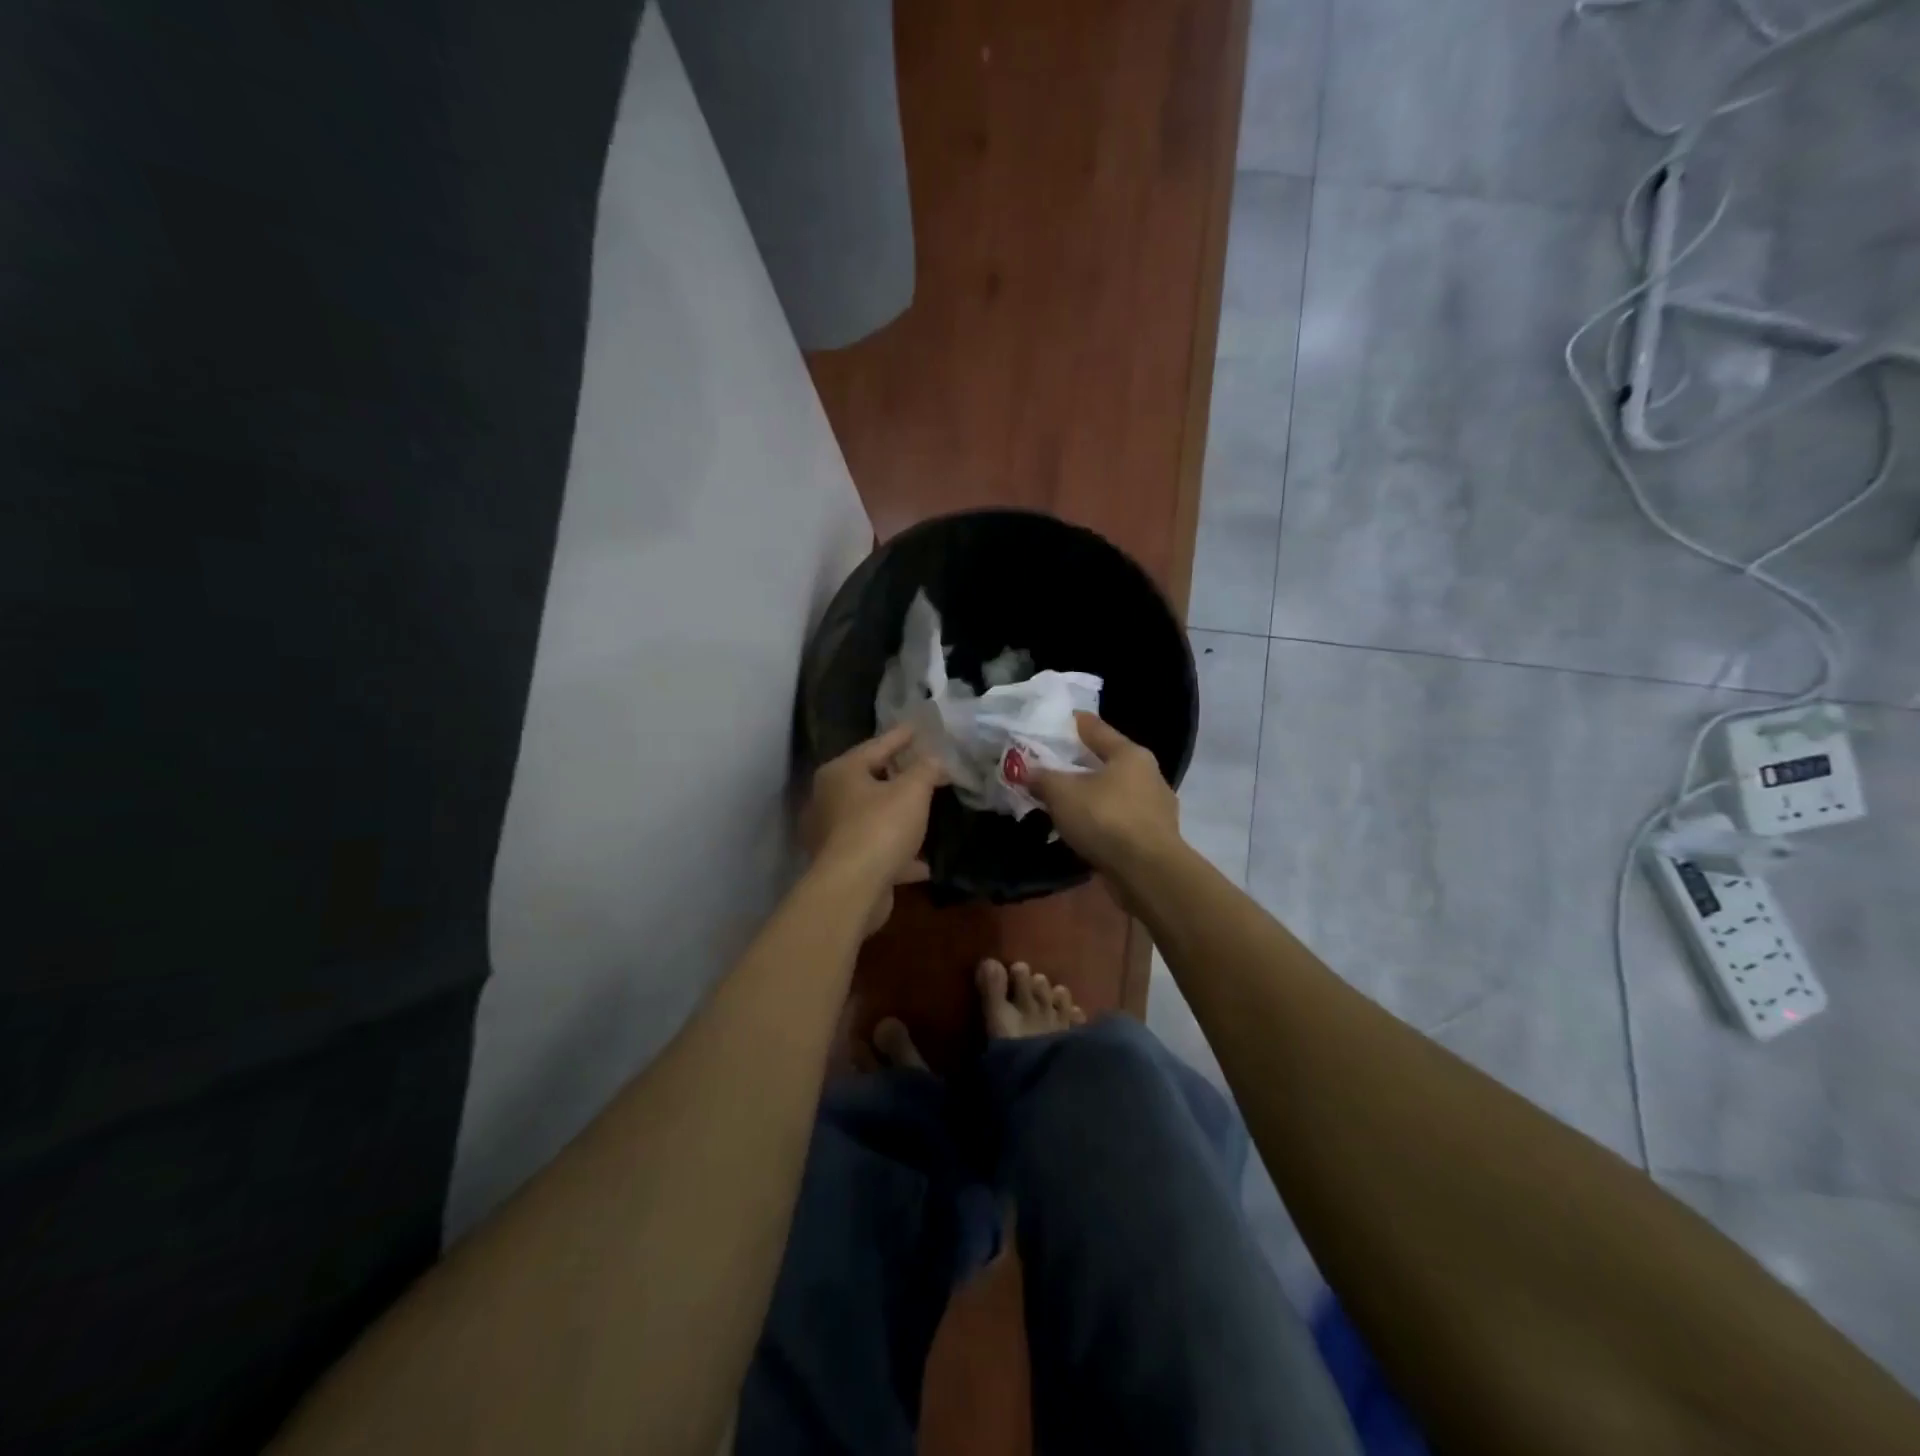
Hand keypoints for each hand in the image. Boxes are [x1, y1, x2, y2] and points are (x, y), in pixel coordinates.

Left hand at [803, 724, 946, 936]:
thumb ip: (926, 769)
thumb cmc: (880, 827)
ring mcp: (834, 835)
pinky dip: (900, 854)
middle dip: (899, 776)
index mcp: (841, 773)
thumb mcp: (912, 790)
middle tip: (925, 768)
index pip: (876, 746)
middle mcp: (830, 800)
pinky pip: (878, 851)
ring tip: (926, 812)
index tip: (919, 728)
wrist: (853, 889)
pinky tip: (925, 863)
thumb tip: (936, 759)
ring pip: (874, 818)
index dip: (901, 736)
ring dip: (899, 817)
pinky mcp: (845, 865)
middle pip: (871, 781)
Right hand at [1030, 713, 1179, 876]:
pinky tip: (1083, 830)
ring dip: (1091, 795)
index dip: (1071, 723)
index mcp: (1130, 754)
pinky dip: (1101, 820)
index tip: (1052, 722)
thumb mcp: (1063, 794)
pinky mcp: (1154, 837)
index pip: (1095, 727)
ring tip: (1063, 801)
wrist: (1148, 873)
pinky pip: (1119, 820)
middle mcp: (1148, 774)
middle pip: (1107, 760)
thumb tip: (1024, 770)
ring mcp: (1155, 807)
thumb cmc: (1106, 819)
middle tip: (1050, 765)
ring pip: (1114, 792)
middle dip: (1079, 763)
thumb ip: (1042, 777)